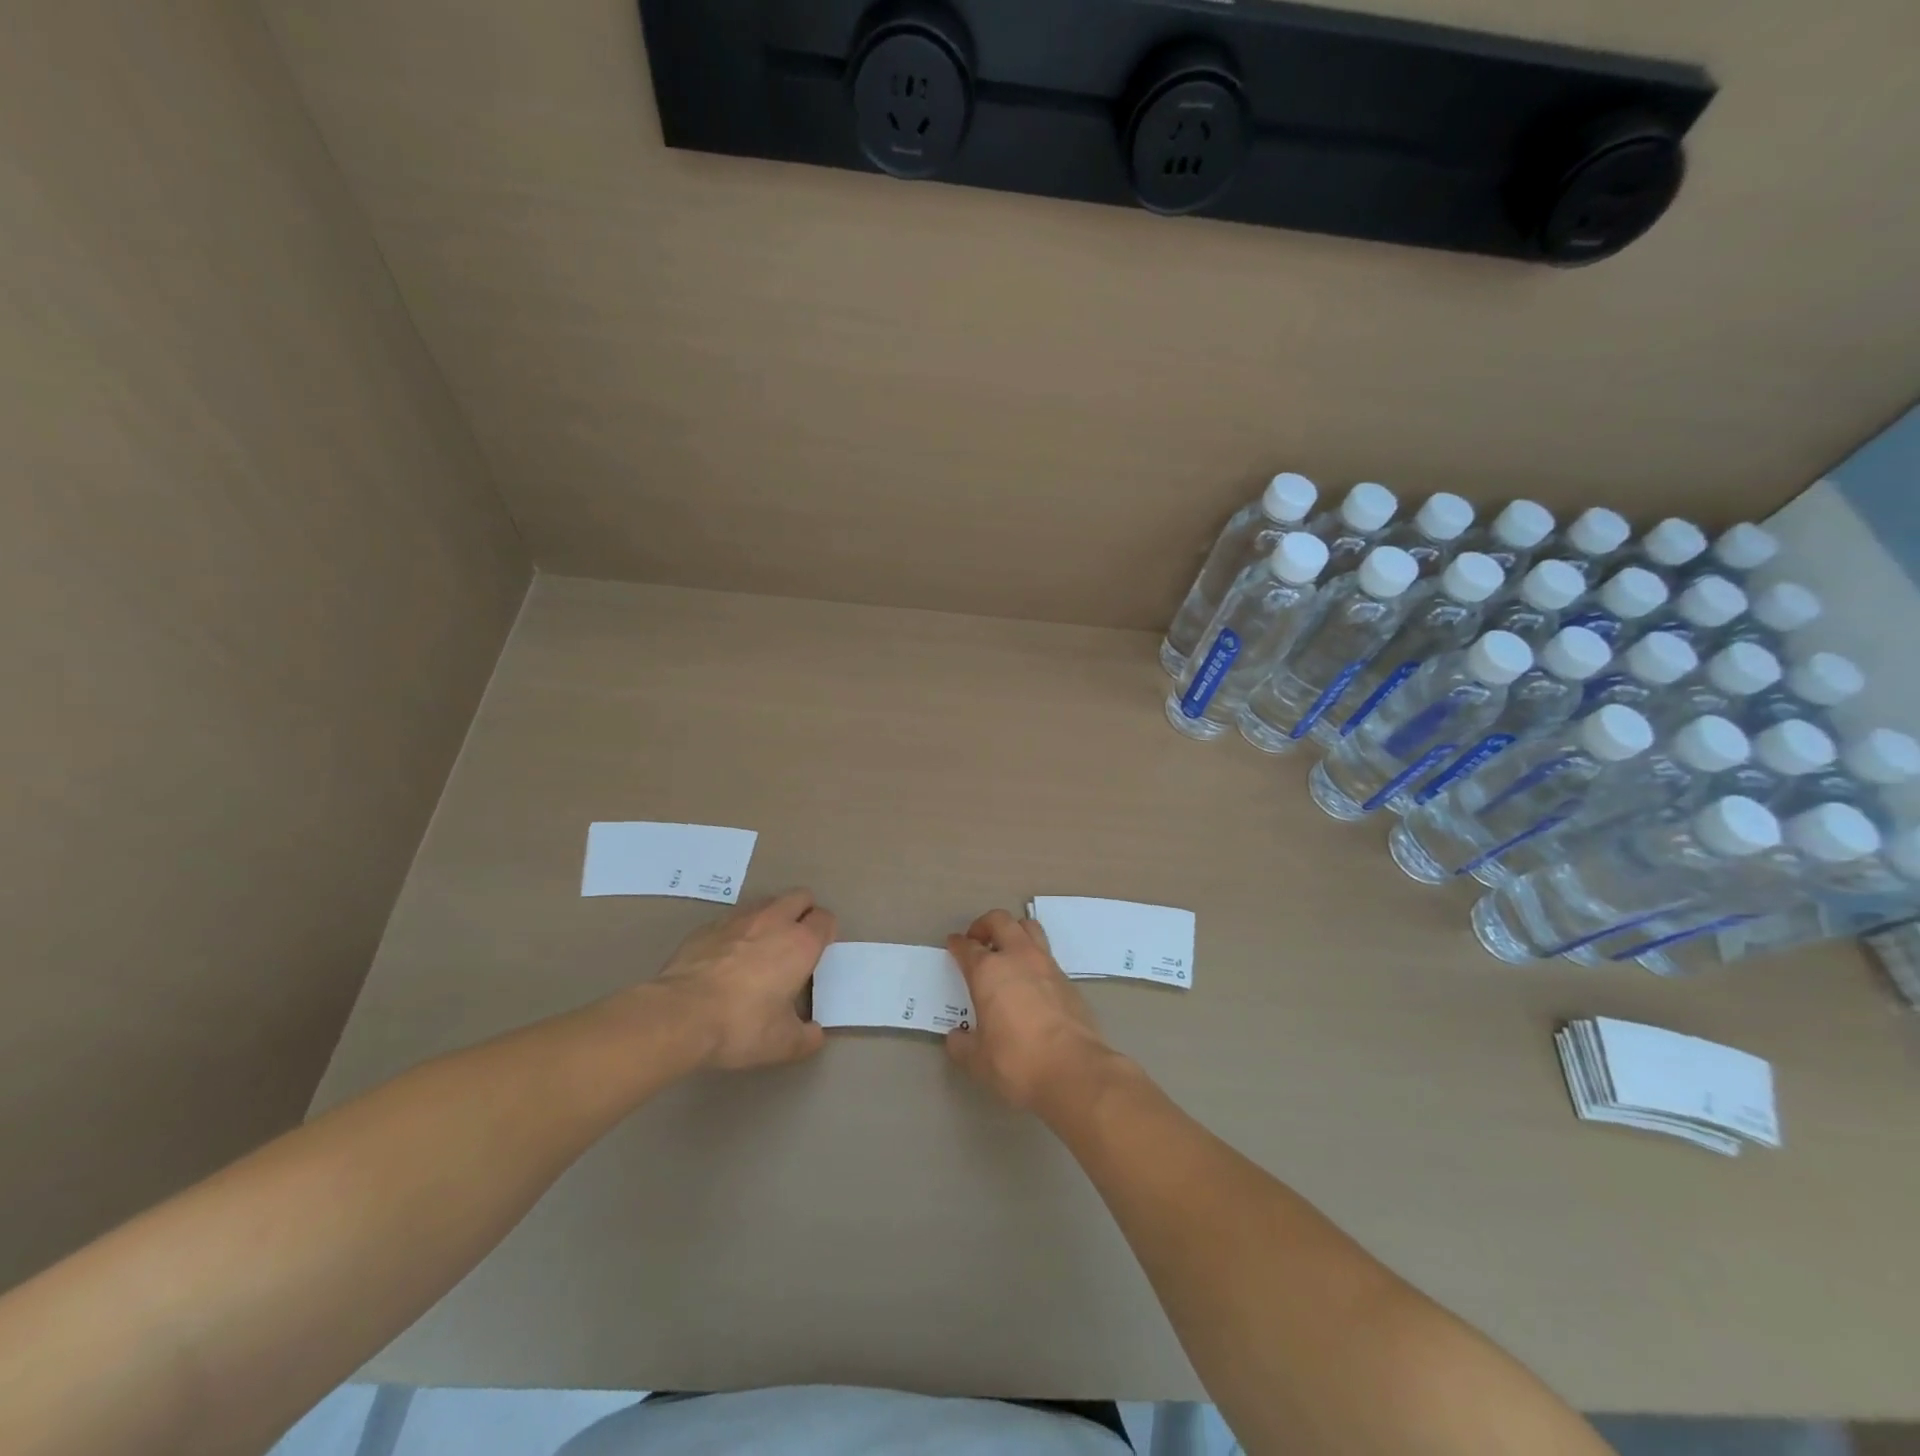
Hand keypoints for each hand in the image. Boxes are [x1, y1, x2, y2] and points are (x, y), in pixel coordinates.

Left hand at [653, 890, 835, 1069]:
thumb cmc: (742, 1025)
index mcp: (801, 944)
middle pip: (800, 897)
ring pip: (766, 902)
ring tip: (762, 946)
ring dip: (772, 916)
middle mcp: (774, 921)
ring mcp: (738, 919)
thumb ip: (806, 1037)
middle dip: (804, 912)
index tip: (818, 952)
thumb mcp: (783, 1044)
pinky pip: (733, 918)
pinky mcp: (707, 926)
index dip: (826, 933)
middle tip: (796, 942)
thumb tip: (814, 1034)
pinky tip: (727, 957)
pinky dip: (738, 930)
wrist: (680, 1015)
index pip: (825, 919)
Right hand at [945, 910, 1113, 1111]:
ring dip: (1014, 931)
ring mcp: (1046, 964)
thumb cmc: (1016, 1062)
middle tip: (978, 940)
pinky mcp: (1067, 979)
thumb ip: (962, 1045)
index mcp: (988, 971)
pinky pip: (1046, 954)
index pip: (967, 947)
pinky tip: (1030, 980)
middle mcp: (1017, 957)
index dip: (957, 944)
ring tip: (1007, 950)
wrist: (1073, 1070)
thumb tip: (957, 1038)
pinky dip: (1034, 957)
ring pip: (1029, 928)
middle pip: (1000, 921)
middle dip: (985, 925)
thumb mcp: (978, 1060)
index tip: (954, 944)